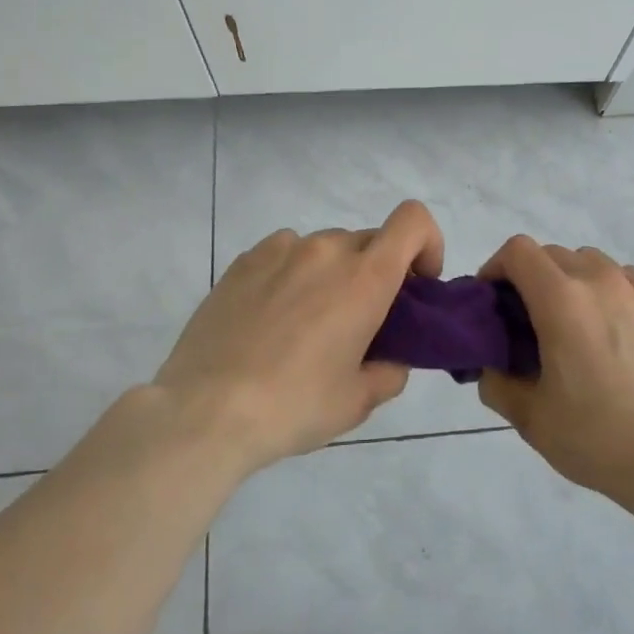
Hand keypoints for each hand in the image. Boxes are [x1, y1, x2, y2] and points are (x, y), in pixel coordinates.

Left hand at [152, 199, 444, 474]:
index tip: (417, 286)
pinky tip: (273, 317)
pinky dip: (294, 273)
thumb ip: (391, 370)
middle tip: (361, 322)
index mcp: (365, 277)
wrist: (205, 412)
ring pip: (326, 248)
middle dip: (378, 273)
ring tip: (308, 323)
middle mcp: (326, 250)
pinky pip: (285, 253)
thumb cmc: (294, 406)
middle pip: (370, 241)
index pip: (413, 221)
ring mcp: (280, 250)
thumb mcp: (359, 401)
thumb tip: (390, 358)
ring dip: (334, 273)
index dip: (427, 244)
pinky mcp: (243, 261)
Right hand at [476, 236, 633, 516]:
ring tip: (579, 326)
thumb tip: (492, 366)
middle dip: (533, 278)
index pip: (519, 251)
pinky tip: (619, 338)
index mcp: (562, 301)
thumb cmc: (597, 438)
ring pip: (596, 264)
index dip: (497, 267)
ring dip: (576, 283)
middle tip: (531, 321)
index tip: (495, 300)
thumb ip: (497, 383)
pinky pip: (632, 285)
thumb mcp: (530, 419)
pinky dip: (614, 296)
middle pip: (555, 254)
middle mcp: (603, 282)